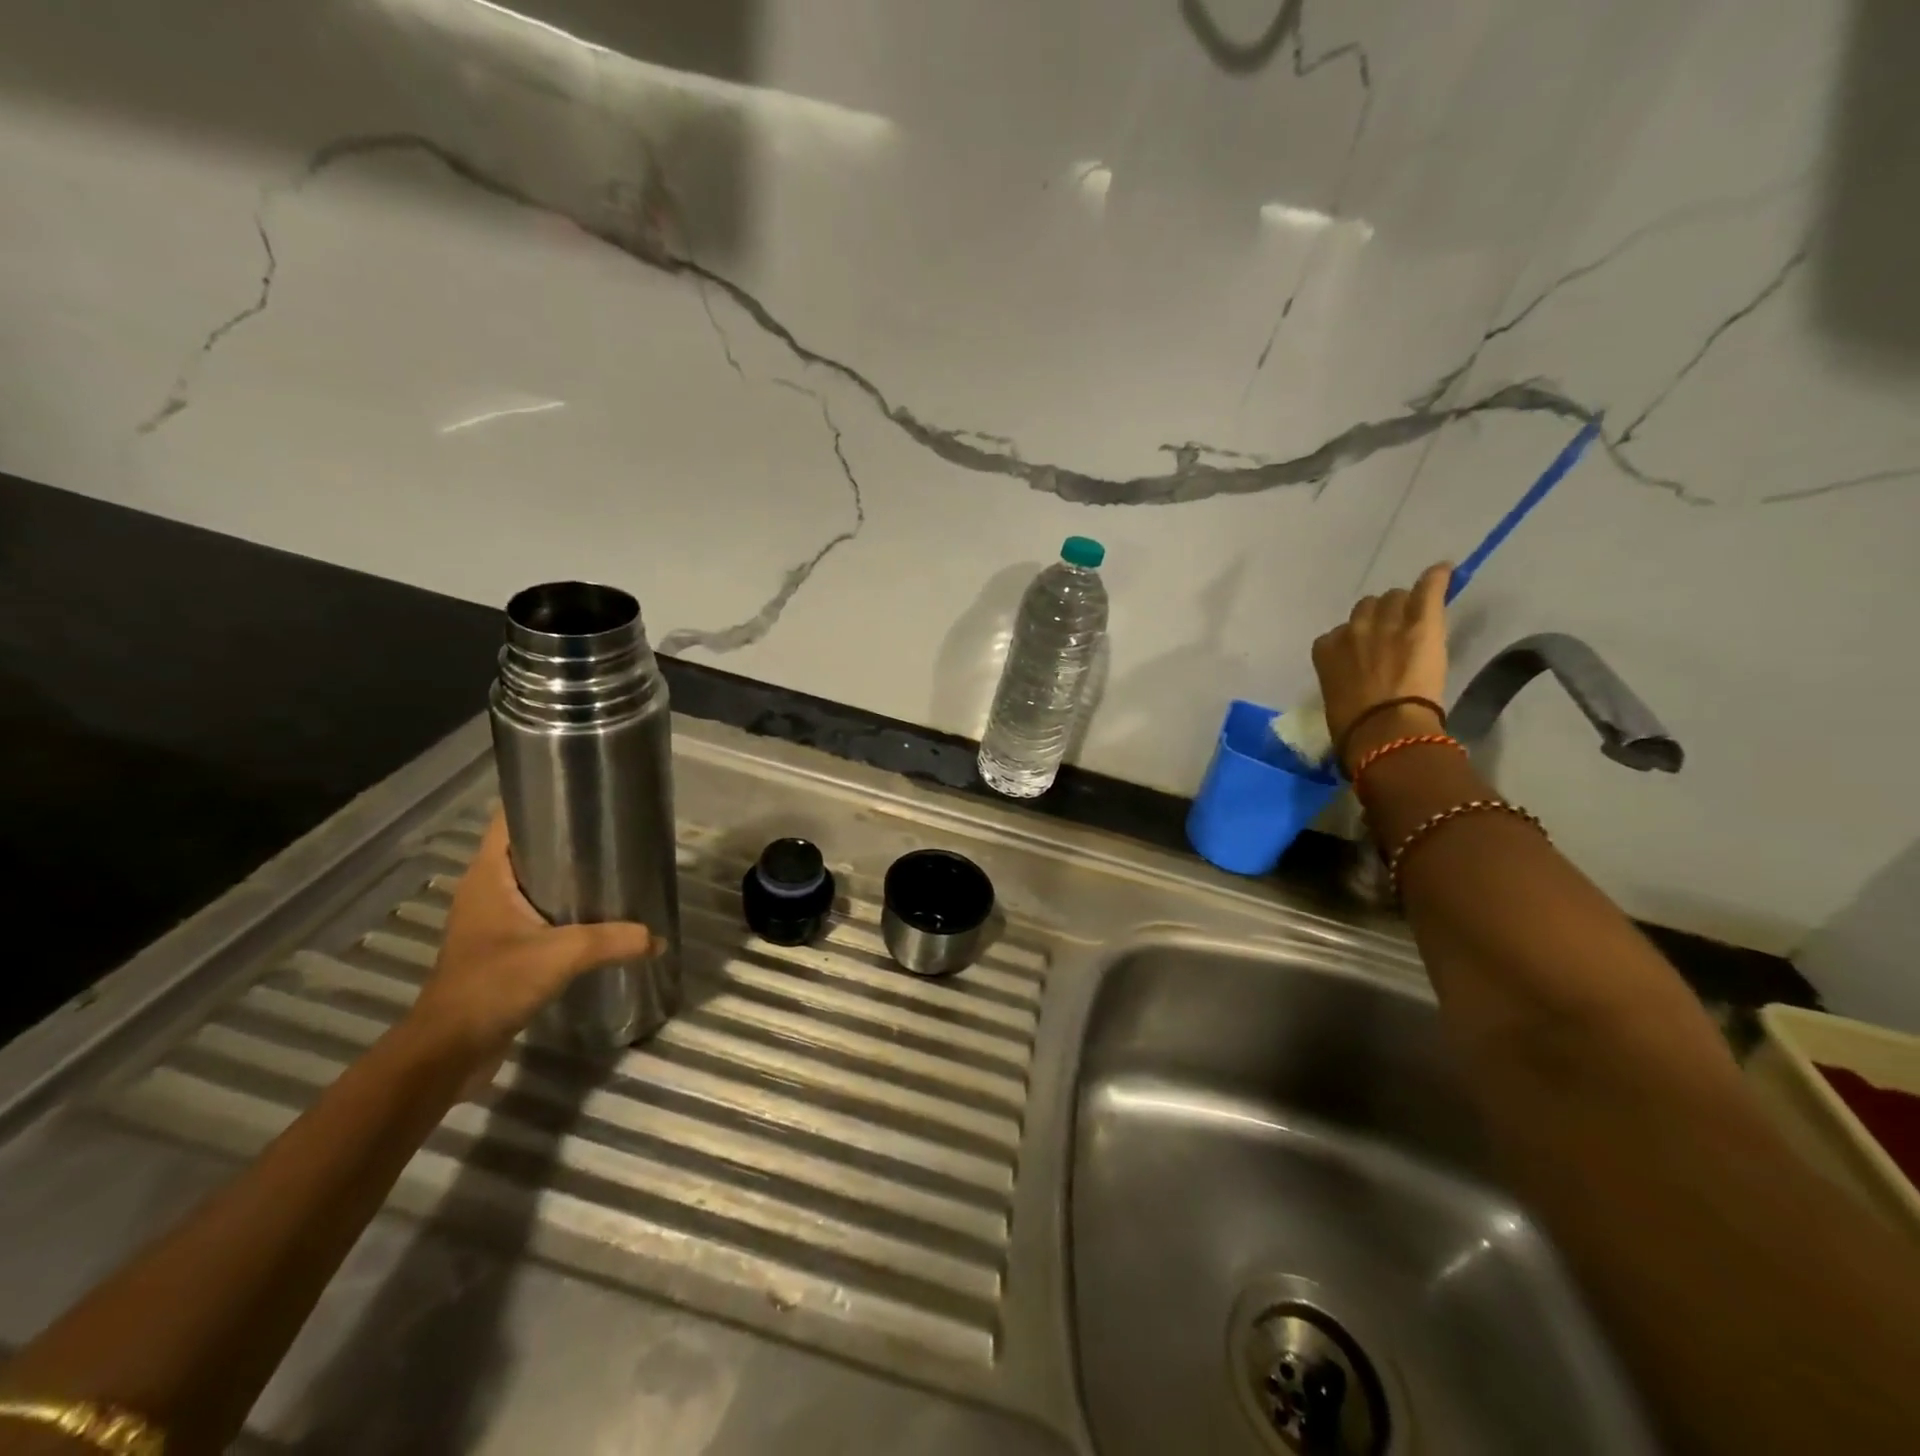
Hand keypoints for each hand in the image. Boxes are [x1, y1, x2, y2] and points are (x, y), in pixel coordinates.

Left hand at [408, 814, 654, 1075]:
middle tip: (614, 831)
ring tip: (613, 868)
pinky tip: (598, 915)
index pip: (509, 819)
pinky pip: (538, 914)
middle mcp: (487, 891)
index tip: (584, 792)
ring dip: (568, 876)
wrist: (448, 1051)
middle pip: (528, 848)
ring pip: (535, 883)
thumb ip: (613, 941)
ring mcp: (492, 921)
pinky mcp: (502, 949)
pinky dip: (565, 908)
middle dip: (568, 837)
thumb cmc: (493, 985)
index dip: (540, 798)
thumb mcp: (561, 955)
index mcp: (489, 876)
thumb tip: (658, 938)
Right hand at [1311, 561, 1452, 770]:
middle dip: (1379, 617)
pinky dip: (1436, 579)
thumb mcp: (1334, 697)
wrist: (1383, 728)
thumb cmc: (1352, 726)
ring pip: (1394, 597)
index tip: (1365, 655)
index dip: (1355, 642)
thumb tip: (1352, 681)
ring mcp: (1387, 622)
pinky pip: (1428, 588)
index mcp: (1325, 649)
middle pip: (1367, 608)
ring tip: (1416, 616)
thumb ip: (1341, 677)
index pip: (1338, 634)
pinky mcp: (1421, 621)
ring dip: (1403, 606)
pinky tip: (1444, 571)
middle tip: (1393, 636)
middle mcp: (1352, 629)